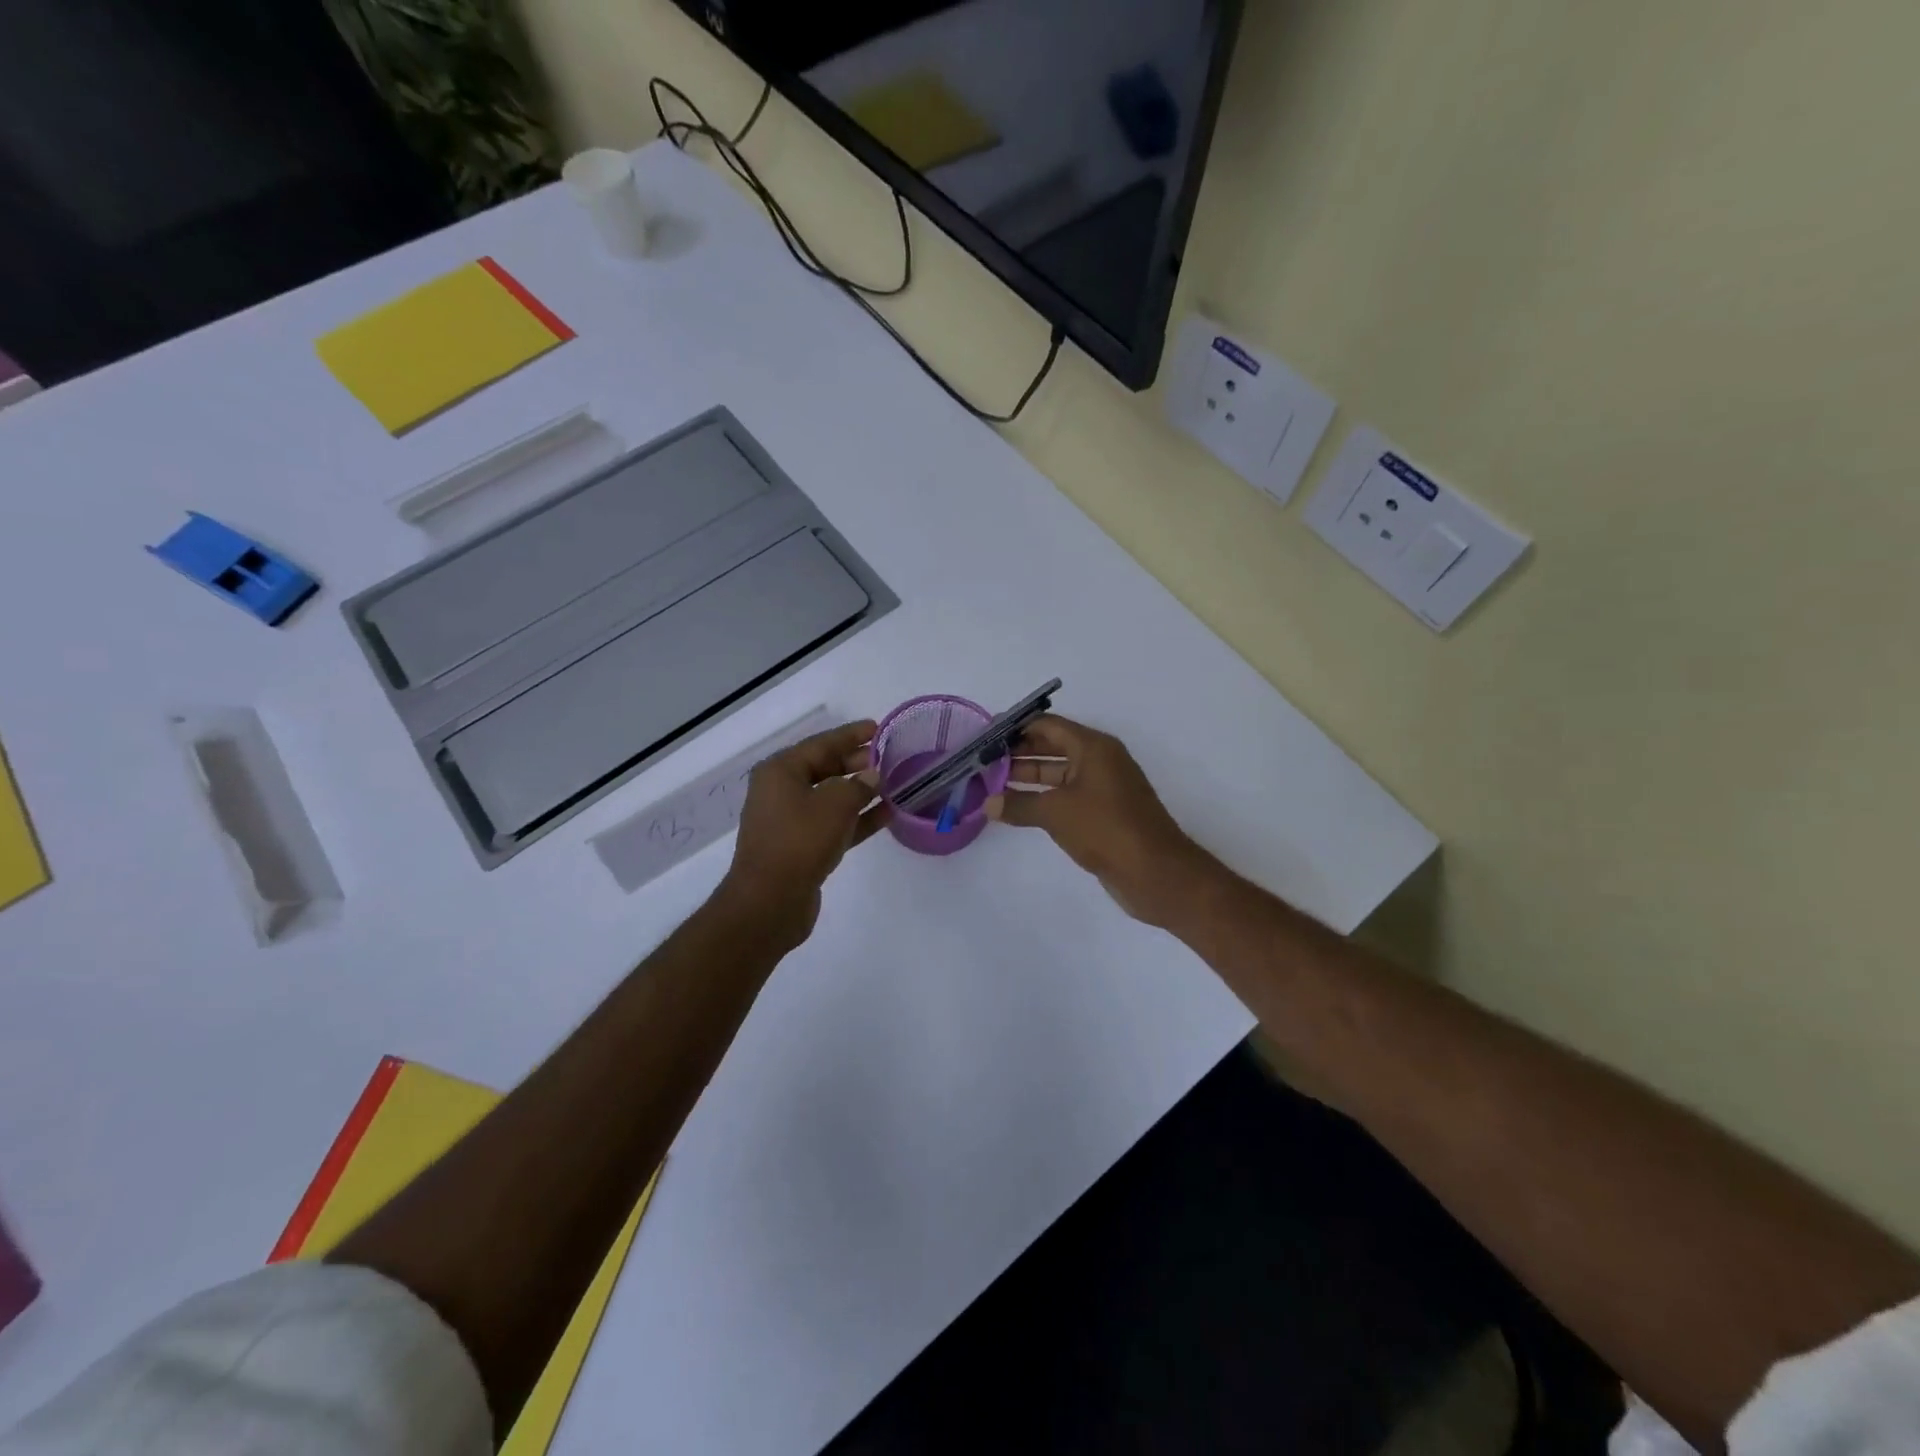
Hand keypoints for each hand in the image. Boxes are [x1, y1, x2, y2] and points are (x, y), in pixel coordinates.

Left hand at [720, 719, 888, 945]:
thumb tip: (873, 776)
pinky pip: (834, 823)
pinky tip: (886, 814)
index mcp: (781, 771)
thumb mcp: (835, 804)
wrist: (770, 902)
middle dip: (857, 764)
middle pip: (825, 769)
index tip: (877, 728)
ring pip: (832, 798)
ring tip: (893, 783)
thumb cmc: (800, 841)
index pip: (821, 744)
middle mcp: (782, 791)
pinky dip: (857, 818)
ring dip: (861, 792)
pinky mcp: (802, 847)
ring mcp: (791, 821)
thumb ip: (859, 785)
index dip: (851, 736)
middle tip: (889, 758)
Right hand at [992, 715, 1207, 926]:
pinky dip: (1043, 797)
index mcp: (1093, 747)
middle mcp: (1099, 760)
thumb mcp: (1056, 813)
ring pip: (1059, 772)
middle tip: (983, 761)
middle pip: (1053, 746)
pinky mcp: (1104, 812)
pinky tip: (1018, 807)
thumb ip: (1019, 804)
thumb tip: (988, 803)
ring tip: (992, 783)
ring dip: (1029, 776)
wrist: (1155, 872)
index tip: (986, 736)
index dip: (1016, 727)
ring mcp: (1103, 786)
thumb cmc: (1105, 829)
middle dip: (1019, 752)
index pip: (1047, 725)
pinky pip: (1067, 795)